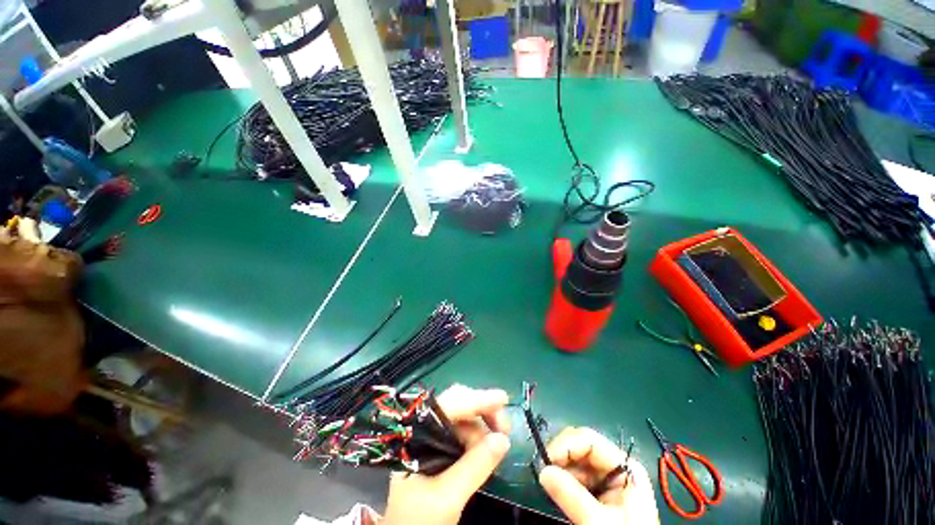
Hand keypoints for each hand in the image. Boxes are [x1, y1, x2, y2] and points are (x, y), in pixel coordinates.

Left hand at [380, 385, 510, 524]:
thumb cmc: (418, 520)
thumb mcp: (447, 497)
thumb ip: (475, 467)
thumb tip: (503, 439)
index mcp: (417, 432)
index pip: (451, 405)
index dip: (477, 399)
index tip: (503, 399)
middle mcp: (424, 427)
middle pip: (457, 404)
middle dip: (483, 410)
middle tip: (505, 429)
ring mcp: (431, 437)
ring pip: (463, 418)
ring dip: (482, 428)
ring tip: (495, 448)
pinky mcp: (438, 448)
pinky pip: (462, 433)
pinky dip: (477, 439)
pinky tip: (485, 452)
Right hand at [539, 427, 659, 524]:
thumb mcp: (599, 520)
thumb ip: (572, 495)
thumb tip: (543, 471)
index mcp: (624, 466)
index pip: (588, 440)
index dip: (564, 444)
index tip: (545, 460)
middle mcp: (615, 467)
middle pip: (580, 448)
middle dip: (560, 457)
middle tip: (543, 471)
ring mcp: (607, 480)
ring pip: (575, 463)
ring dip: (559, 470)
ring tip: (548, 484)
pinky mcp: (600, 493)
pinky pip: (576, 478)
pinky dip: (563, 482)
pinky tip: (557, 492)